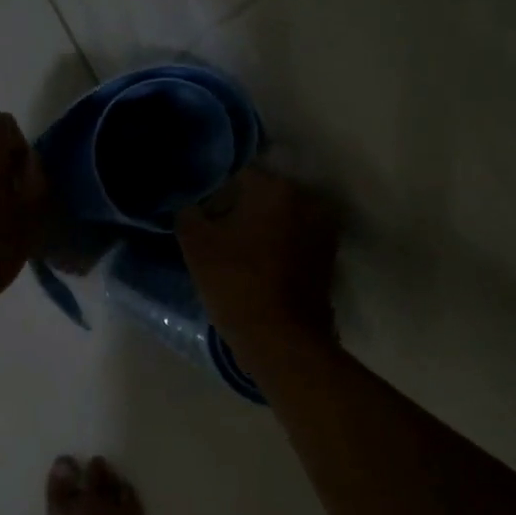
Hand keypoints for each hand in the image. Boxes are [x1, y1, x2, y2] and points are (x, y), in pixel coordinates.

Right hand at [175, 164, 338, 353]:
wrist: (282, 340)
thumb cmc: (236, 284)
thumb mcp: (195, 245)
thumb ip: (188, 213)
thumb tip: (191, 204)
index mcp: (276, 188)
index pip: (236, 174)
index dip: (213, 192)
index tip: (200, 213)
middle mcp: (306, 199)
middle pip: (262, 193)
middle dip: (238, 208)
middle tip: (215, 232)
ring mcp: (323, 228)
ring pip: (279, 216)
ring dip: (259, 227)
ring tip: (235, 250)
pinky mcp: (328, 255)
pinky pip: (294, 238)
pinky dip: (276, 245)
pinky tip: (256, 264)